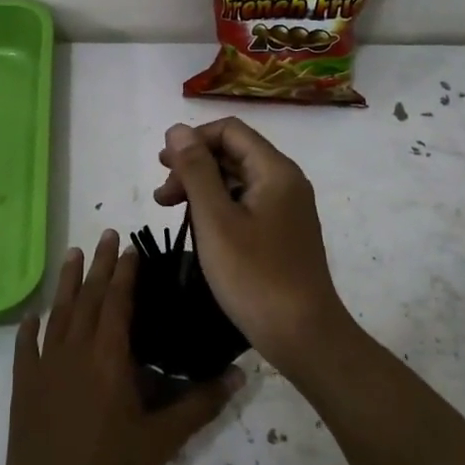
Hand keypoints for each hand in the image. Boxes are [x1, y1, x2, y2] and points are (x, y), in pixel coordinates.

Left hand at [0, 229, 241, 464]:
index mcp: (108, 356)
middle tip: (106, 234)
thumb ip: (199, 404)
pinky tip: (33, 316)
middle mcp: (74, 349)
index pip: (117, 301)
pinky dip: (31, 328)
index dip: (125, 273)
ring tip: (72, 253)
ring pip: (58, 312)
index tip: (131, 247)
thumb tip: (239, 376)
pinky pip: (27, 347)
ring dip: (66, 282)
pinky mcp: (25, 384)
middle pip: (87, 296)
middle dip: (98, 264)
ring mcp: (45, 365)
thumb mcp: (161, 440)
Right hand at [155, 119, 355, 375]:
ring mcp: (287, 209)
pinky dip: (218, 208)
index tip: (162, 166)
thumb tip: (178, 129)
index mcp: (275, 170)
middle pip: (233, 153)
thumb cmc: (254, 275)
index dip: (193, 140)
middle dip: (193, 165)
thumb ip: (195, 170)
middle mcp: (286, 182)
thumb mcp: (215, 219)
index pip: (230, 131)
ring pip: (237, 180)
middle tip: (162, 195)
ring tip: (171, 210)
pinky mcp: (282, 233)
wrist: (302, 334)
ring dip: (202, 188)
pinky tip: (199, 228)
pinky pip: (246, 204)